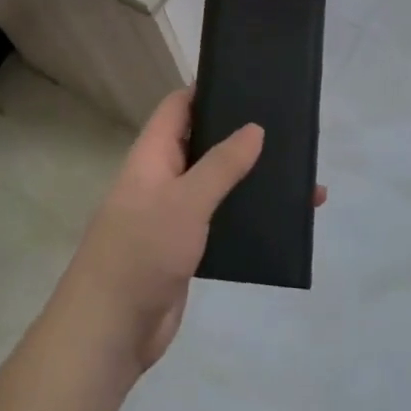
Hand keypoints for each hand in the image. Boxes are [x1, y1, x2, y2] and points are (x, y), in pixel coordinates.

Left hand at [54, 90, 324, 376]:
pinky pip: (221, 221)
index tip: (249, 81)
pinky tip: (283, 220)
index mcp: (152, 156)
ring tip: (299, 175)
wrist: (111, 330)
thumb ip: (221, 164)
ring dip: (250, 180)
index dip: (207, 90)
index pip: (178, 107)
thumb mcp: (184, 201)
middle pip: (203, 144)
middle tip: (287, 128)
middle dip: (240, 136)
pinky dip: (248, 217)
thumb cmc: (142, 251)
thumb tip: (254, 128)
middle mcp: (162, 179)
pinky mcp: (187, 249)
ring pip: (217, 185)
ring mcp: (174, 215)